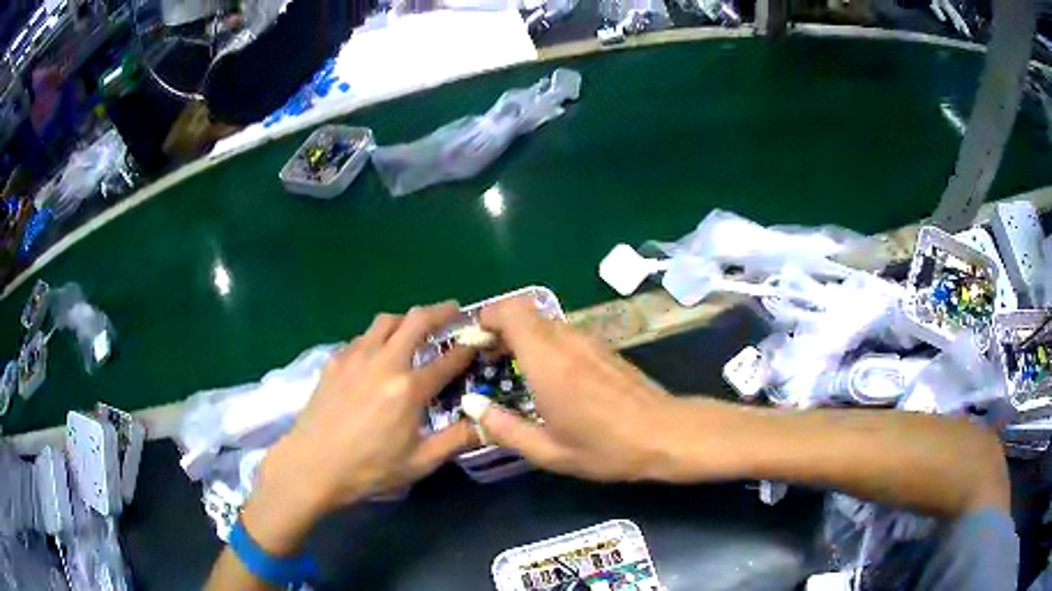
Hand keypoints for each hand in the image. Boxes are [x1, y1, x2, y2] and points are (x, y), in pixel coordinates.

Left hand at [249, 303, 476, 544]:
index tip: (479, 339)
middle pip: (416, 320)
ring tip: (415, 328)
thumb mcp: (419, 462)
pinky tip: (377, 353)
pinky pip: (363, 336)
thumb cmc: (368, 469)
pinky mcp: (335, 361)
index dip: (468, 347)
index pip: (448, 359)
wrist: (312, 465)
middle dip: (440, 310)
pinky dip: (378, 336)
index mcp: (409, 389)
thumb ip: (457, 440)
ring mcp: (356, 357)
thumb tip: (487, 423)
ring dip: (407, 318)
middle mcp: (385, 363)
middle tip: (453, 311)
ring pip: (386, 321)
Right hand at [464, 298, 684, 482]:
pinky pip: (563, 332)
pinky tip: (545, 374)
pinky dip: (543, 341)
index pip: (510, 312)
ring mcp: (588, 340)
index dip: (486, 318)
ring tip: (511, 368)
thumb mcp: (549, 451)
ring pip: (544, 320)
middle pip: (524, 310)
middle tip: (486, 358)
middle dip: (499, 326)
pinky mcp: (603, 347)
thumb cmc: (606, 447)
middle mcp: (567, 341)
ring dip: (522, 334)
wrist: (665, 434)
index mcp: (548, 361)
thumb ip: (504, 428)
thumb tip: (471, 406)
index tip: (473, 343)